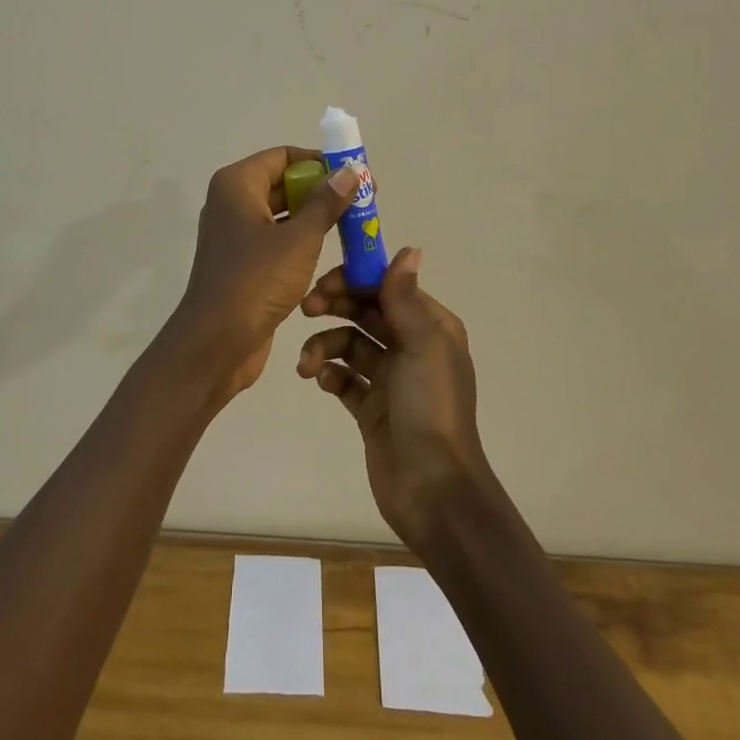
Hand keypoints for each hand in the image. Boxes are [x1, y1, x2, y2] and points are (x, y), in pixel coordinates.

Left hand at [158, 146, 358, 405]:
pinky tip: (332, 251)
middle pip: (284, 182)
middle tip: (363, 202)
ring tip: (355, 225)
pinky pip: (277, 238)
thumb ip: (326, 202)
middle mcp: (232, 202)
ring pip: (283, 212)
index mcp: (237, 184)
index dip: (321, 162)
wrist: (216, 344)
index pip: (284, 156)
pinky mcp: (243, 262)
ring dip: (316, 217)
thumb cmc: (256, 281)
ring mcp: (235, 233)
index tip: (355, 177)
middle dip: (323, 190)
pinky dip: (302, 240)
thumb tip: (350, 171)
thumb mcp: (299, 239)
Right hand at [296, 247, 491, 551]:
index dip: (356, 278)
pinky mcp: (371, 407)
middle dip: (335, 305)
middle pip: (366, 310)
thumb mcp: (422, 346)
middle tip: (306, 308)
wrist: (433, 491)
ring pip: (349, 343)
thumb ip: (405, 298)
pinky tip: (320, 381)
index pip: (388, 286)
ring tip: (308, 363)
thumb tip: (409, 249)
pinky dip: (328, 373)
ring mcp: (390, 378)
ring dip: (324, 344)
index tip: (324, 280)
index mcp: (430, 326)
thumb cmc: (430, 408)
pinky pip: (343, 377)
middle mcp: (411, 346)